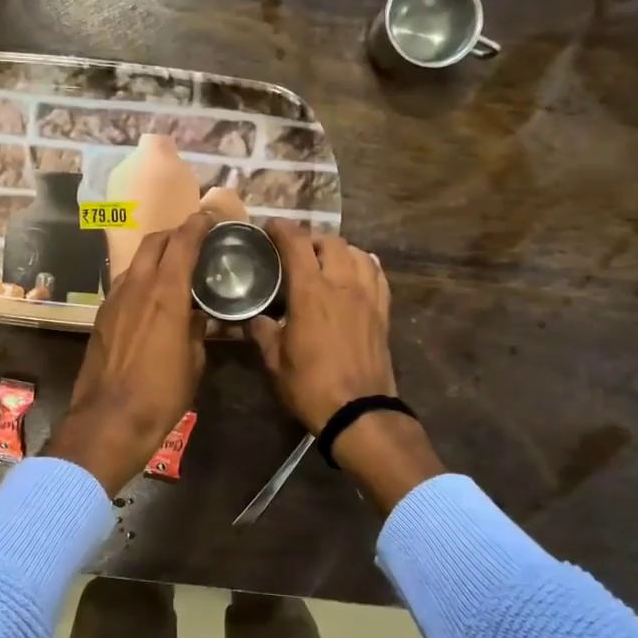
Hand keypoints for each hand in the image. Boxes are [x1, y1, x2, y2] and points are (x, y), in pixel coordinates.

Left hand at [45, 211, 214, 494]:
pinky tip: (151, 294)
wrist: (109, 419)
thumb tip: (199, 316)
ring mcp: (114, 300)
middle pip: (154, 242)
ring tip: (174, 266)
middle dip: (175, 233)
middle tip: (194, 239)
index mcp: (166, 294)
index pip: (182, 243)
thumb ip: (197, 330)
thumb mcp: (194, 362)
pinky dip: (141, 277)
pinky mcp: (102, 316)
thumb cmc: (161, 394)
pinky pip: (125, 283)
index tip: (210, 217)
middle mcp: (137, 287)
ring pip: (136, 262)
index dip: (197, 225)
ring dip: (155, 255)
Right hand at [250, 221, 442, 512]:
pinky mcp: (383, 312)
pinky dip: (364, 265)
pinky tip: (356, 272)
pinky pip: (377, 275)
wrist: (359, 411)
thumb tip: (254, 318)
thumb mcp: (275, 361)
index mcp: (311, 292)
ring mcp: (368, 297)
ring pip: (357, 253)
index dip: (281, 229)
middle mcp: (342, 285)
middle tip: (296, 249)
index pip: (296, 244)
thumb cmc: (310, 387)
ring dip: (339, 249)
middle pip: (330, 242)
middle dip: (310, 238)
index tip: (269, 226)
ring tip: (326, 259)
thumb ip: (263, 332)